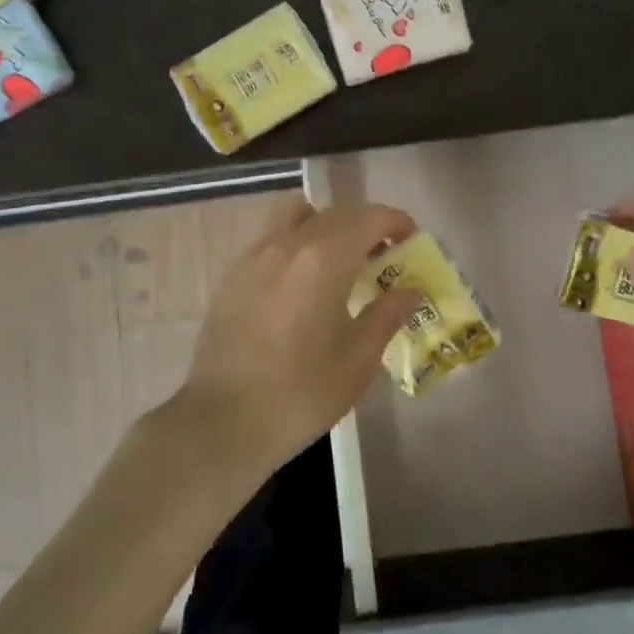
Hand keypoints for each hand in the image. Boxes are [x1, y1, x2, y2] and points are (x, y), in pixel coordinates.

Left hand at [175, 197, 423, 477]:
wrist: (222, 421)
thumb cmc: (300, 394)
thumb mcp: (357, 360)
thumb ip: (386, 315)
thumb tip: (409, 290)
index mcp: (324, 259)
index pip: (369, 218)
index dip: (395, 222)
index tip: (411, 240)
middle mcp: (289, 243)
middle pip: (336, 212)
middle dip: (366, 225)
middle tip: (384, 255)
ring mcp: (256, 254)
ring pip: (298, 214)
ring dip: (327, 224)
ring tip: (339, 259)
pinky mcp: (234, 272)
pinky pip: (273, 236)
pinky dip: (297, 241)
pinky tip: (302, 281)